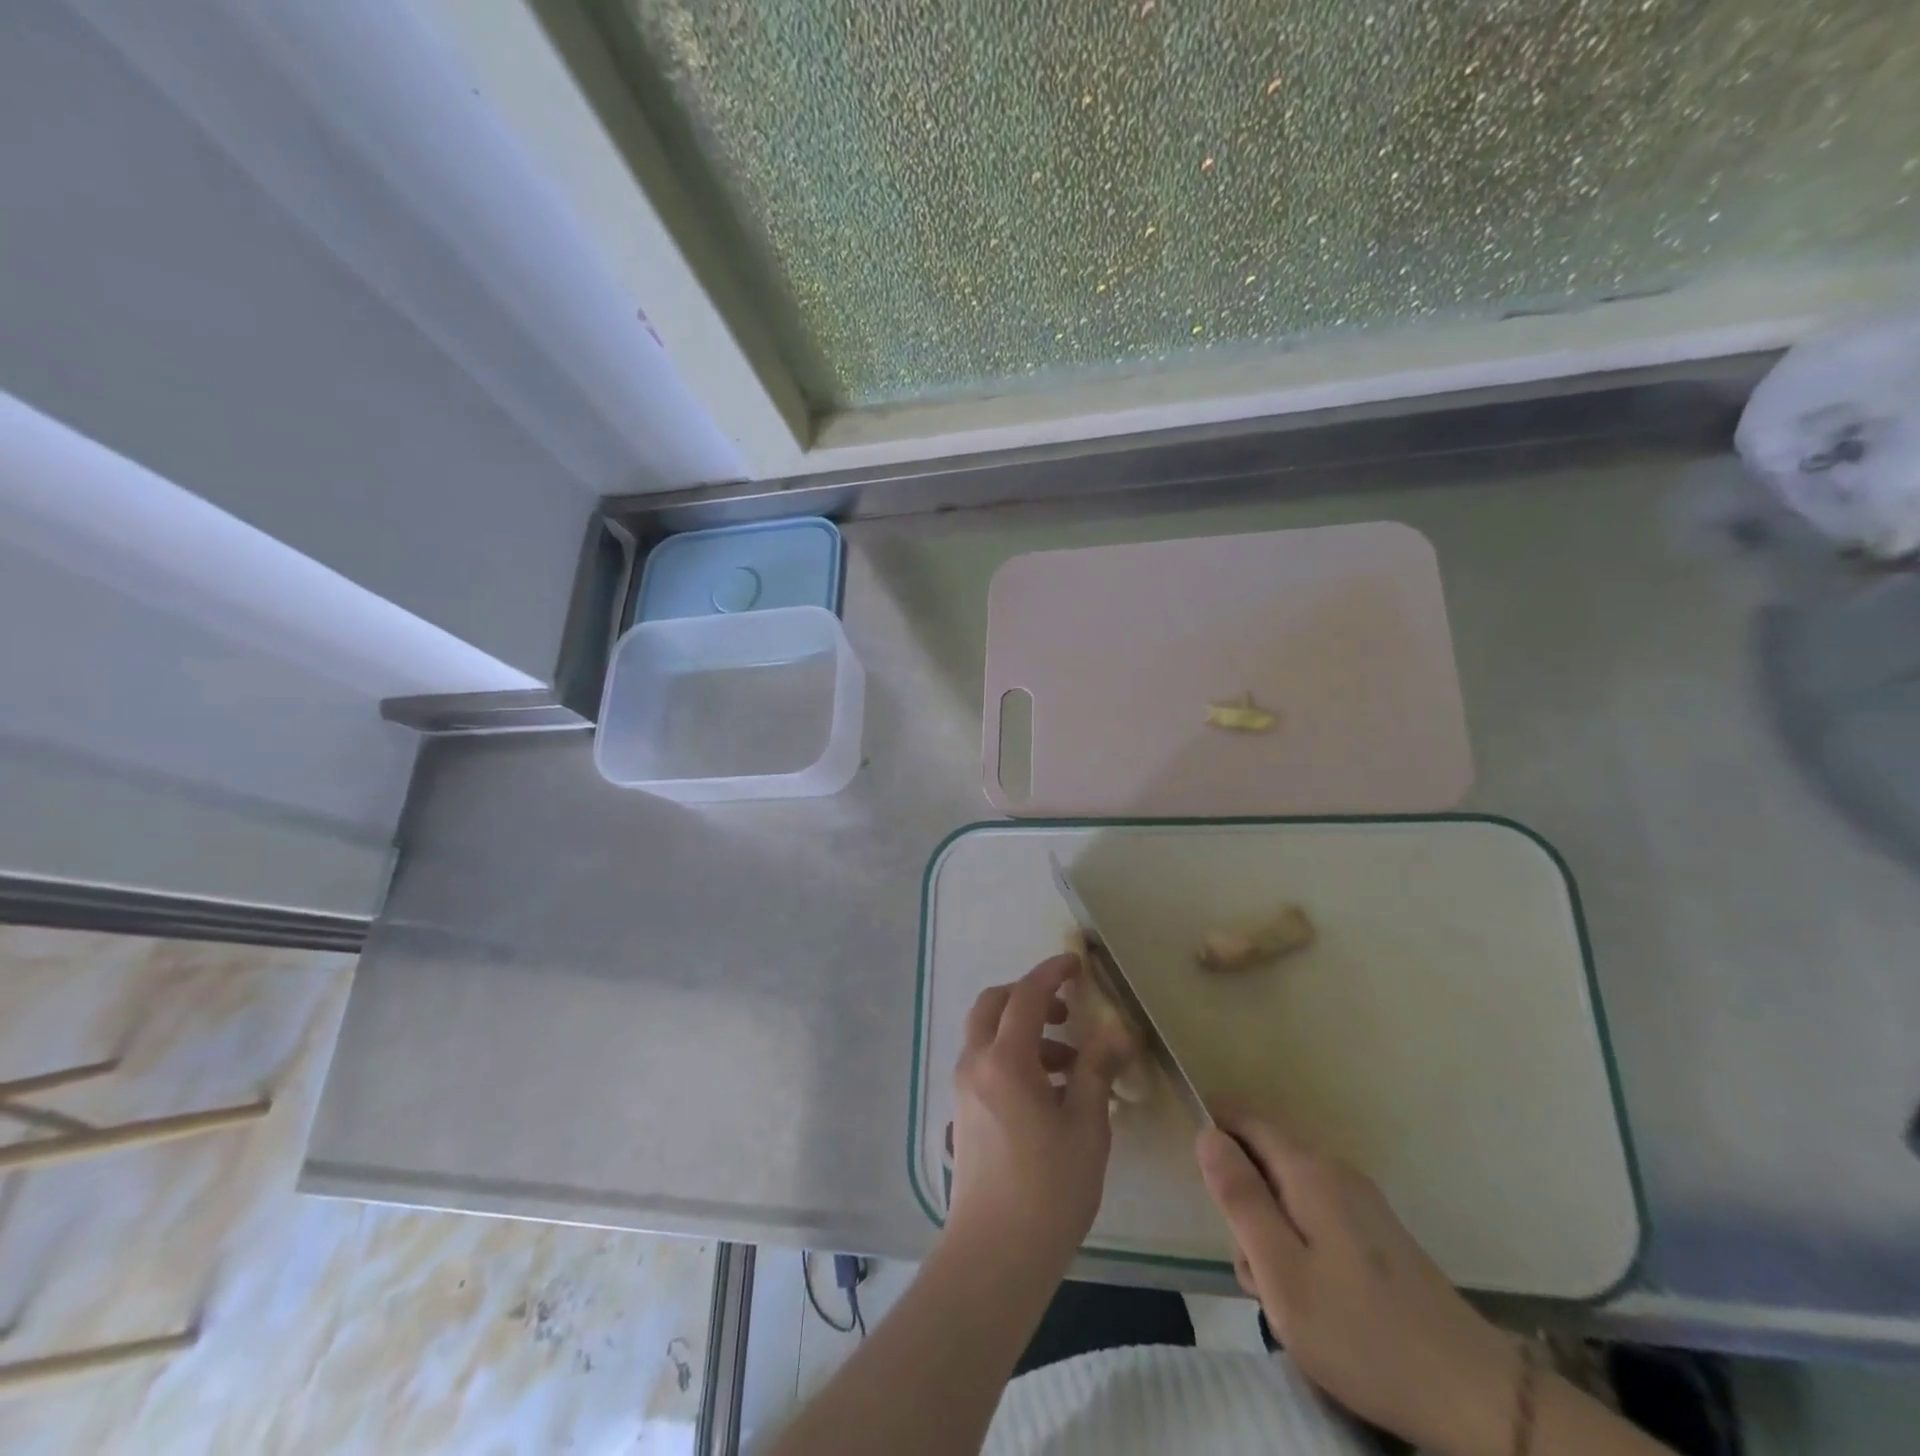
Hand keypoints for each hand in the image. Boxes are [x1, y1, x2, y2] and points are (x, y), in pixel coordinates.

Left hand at [947, 954, 1128, 1273]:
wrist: (995, 1253)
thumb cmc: (1049, 1188)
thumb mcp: (1085, 1126)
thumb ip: (1096, 1069)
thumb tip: (1117, 1030)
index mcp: (1005, 1059)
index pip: (1027, 996)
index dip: (1051, 972)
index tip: (1076, 962)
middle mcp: (976, 1063)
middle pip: (993, 1004)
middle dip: (1029, 996)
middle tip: (1067, 1011)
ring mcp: (964, 1087)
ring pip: (988, 1034)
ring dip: (1025, 1031)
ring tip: (1070, 1064)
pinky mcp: (963, 1111)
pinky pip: (986, 1062)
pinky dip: (1014, 1056)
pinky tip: (1049, 1092)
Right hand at [1196, 1118, 1518, 1455]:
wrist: (1471, 1395)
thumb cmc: (1359, 1332)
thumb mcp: (1279, 1270)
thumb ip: (1239, 1197)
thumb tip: (1206, 1133)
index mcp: (1308, 1171)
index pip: (1245, 1120)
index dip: (1214, 1136)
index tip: (1203, 1188)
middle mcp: (1335, 1172)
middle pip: (1265, 1161)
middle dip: (1245, 1205)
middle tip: (1252, 1271)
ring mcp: (1361, 1203)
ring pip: (1289, 1196)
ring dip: (1272, 1235)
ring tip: (1285, 1300)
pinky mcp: (1378, 1236)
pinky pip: (1316, 1219)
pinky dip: (1300, 1248)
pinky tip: (1316, 1303)